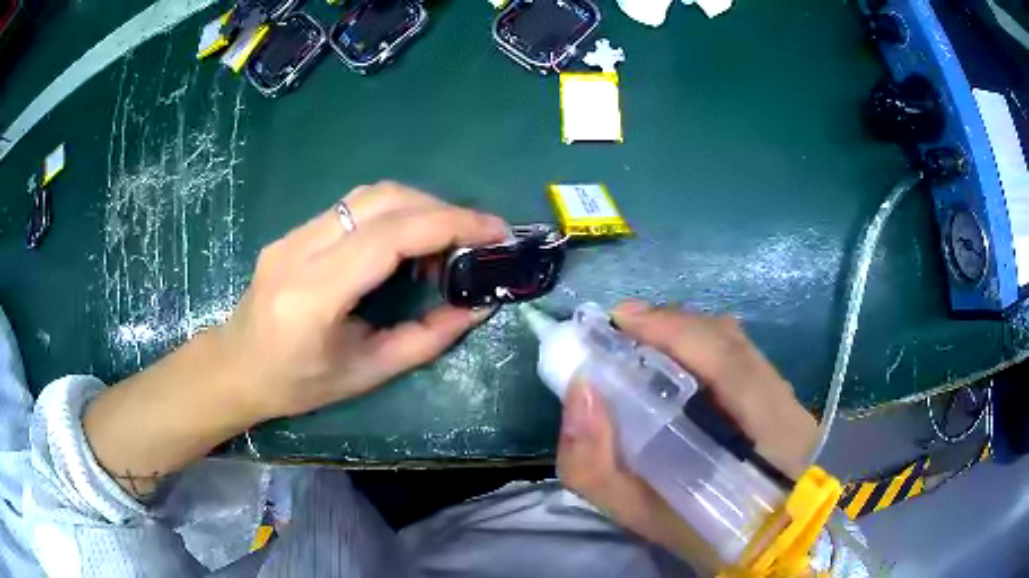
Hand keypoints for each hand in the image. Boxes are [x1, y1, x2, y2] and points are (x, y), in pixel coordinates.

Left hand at [218, 182, 507, 421]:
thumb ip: (426, 339)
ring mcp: (292, 233)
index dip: (450, 224)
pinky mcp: (293, 230)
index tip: (495, 230)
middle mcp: (299, 250)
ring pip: (369, 195)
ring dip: (419, 207)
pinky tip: (406, 243)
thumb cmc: (297, 385)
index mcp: (314, 295)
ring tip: (445, 242)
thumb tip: (477, 307)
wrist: (236, 367)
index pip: (389, 235)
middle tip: (477, 237)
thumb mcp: (366, 373)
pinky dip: (394, 215)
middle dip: (442, 209)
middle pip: (383, 199)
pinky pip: (354, 207)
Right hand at [556, 301, 816, 567]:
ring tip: (642, 340)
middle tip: (620, 330)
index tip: (618, 321)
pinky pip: (741, 354)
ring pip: (735, 343)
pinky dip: (702, 345)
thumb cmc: (696, 533)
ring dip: (685, 333)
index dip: (672, 329)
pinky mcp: (784, 398)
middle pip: (728, 340)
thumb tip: (582, 389)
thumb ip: (596, 463)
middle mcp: (784, 404)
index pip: (727, 361)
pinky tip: (676, 359)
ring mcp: (789, 398)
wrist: (756, 542)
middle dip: (670, 325)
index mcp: (764, 436)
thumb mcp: (638, 514)